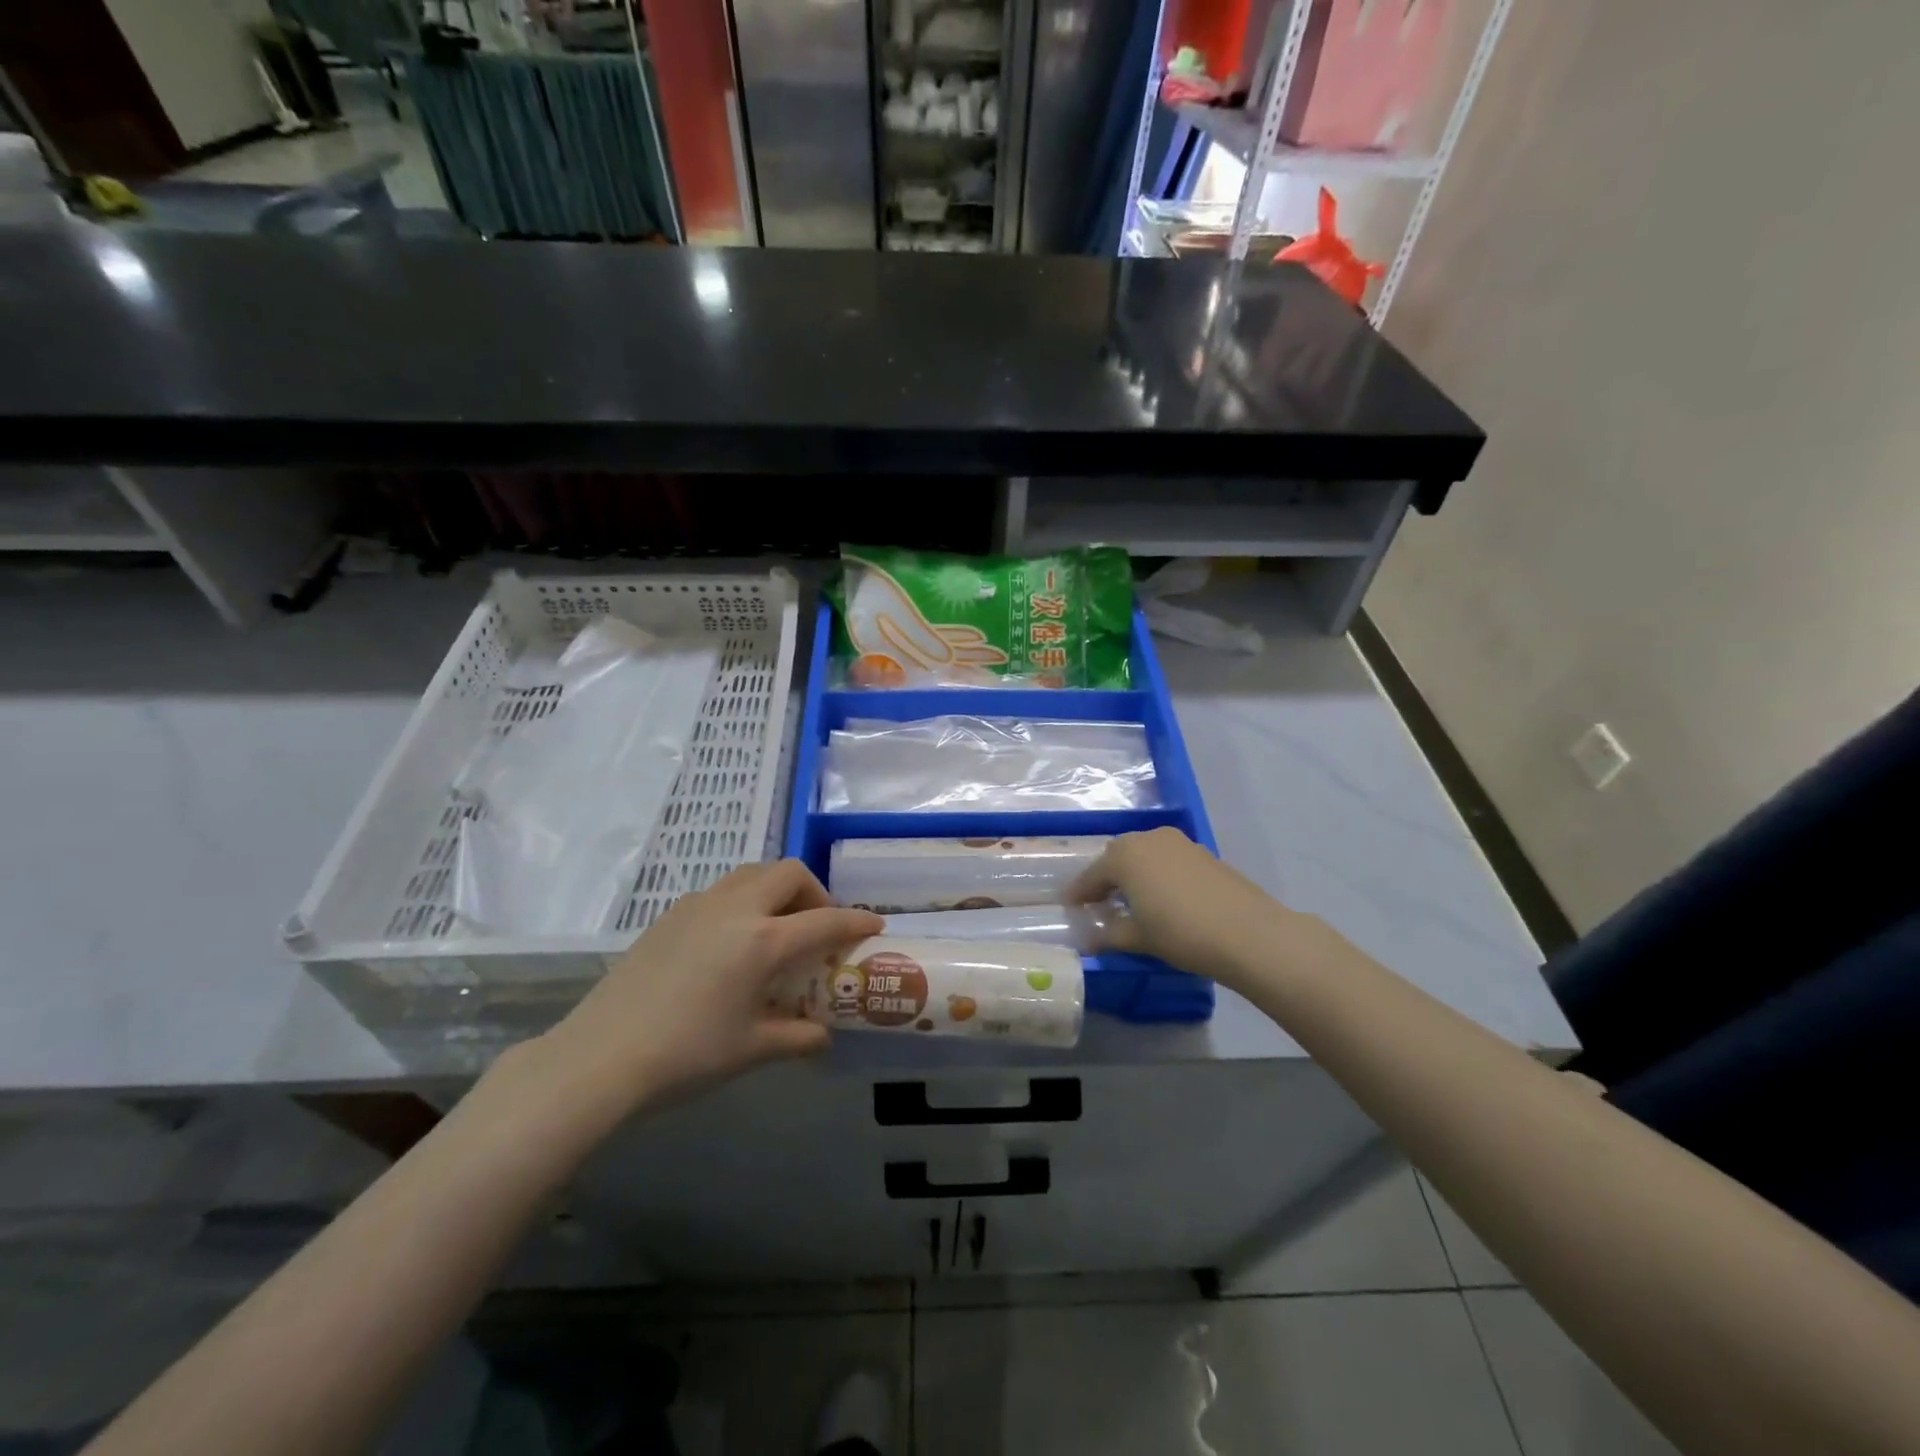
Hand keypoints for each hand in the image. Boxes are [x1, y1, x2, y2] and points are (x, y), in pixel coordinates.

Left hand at [535, 861, 882, 1118]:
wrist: (600, 1056)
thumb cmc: (686, 1054)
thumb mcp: (751, 1049)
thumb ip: (797, 1037)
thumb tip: (823, 1036)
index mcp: (763, 940)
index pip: (825, 919)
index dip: (856, 920)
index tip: (874, 925)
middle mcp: (736, 908)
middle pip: (789, 873)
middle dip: (815, 892)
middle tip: (818, 925)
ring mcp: (699, 906)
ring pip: (752, 873)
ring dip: (777, 890)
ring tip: (777, 927)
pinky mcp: (670, 914)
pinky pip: (722, 890)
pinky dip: (744, 900)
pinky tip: (732, 941)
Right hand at [1067, 827, 1294, 987]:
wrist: (1249, 933)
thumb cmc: (1181, 933)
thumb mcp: (1138, 938)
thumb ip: (1109, 935)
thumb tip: (1090, 940)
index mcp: (1125, 856)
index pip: (1091, 875)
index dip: (1079, 893)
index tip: (1069, 907)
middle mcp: (1149, 840)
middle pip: (1118, 857)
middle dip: (1106, 878)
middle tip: (1099, 903)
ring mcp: (1179, 843)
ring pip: (1145, 855)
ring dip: (1134, 874)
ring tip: (1132, 901)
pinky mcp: (1204, 853)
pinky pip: (1168, 860)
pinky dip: (1158, 875)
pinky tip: (1165, 899)